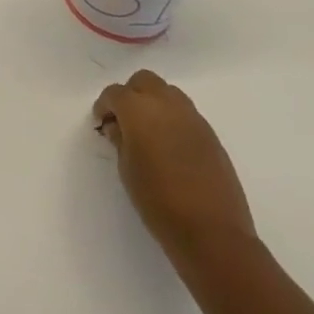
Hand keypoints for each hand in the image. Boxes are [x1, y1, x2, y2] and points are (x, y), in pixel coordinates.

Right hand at [93, 69, 254, 261]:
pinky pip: (185, 114)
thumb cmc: (158, 201)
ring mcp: (192, 117)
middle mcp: (166, 104)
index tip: (102, 124)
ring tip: (148, 133)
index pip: (115, 93)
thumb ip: (120, 140)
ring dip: (154, 104)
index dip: (104, 106)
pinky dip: (173, 119)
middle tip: (124, 122)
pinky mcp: (211, 134)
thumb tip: (118, 127)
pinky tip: (170, 147)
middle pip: (144, 81)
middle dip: (130, 95)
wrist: (211, 231)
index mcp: (139, 110)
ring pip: (168, 93)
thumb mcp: (126, 170)